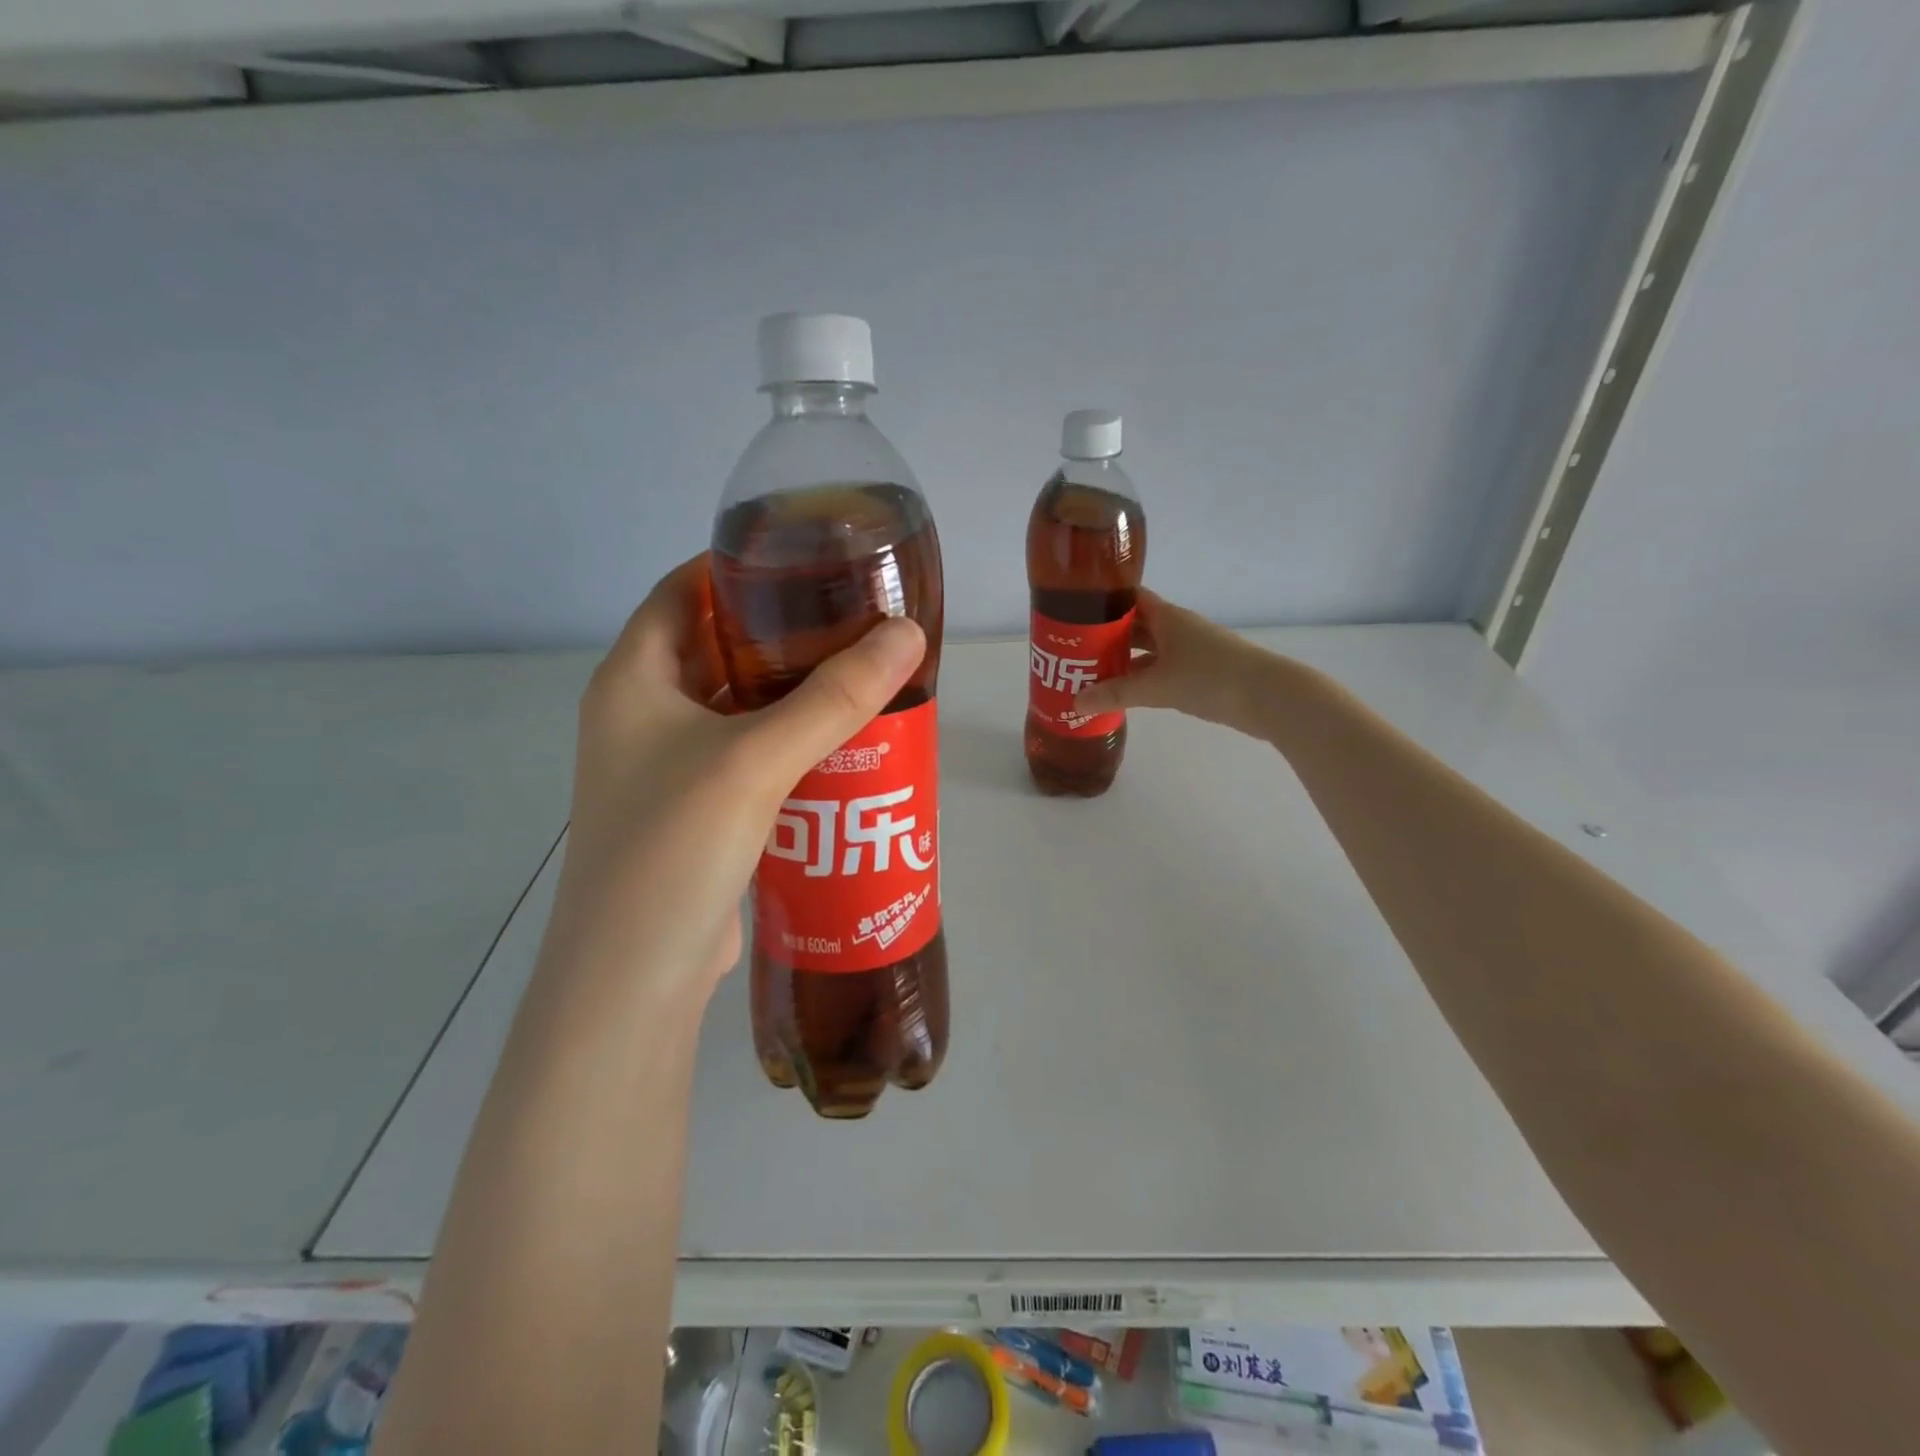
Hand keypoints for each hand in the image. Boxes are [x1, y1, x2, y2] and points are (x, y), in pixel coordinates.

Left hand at [548, 554, 925, 1003]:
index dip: (738, 567)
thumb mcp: (754, 761)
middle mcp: (642, 716)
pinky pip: (748, 755)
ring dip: (791, 691)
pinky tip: (843, 743)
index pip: (681, 592)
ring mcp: (666, 768)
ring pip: (737, 706)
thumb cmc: (673, 849)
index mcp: (632, 681)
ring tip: (860, 672)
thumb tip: (908, 635)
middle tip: (851, 617)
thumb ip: (833, 698)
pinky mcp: (697, 811)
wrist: (636, 978)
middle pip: (716, 648)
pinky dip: (790, 741)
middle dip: (781, 631)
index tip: (808, 558)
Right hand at [1076, 588, 1274, 732]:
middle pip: (1135, 625)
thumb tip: (1075, 703)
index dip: (1102, 601)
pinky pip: (1161, 669)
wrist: (1269, 697)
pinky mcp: (1199, 673)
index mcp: (1167, 616)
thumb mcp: (1157, 687)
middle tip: (1072, 649)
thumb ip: (1115, 694)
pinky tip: (1125, 692)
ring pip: (1148, 649)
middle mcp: (1177, 628)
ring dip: (1123, 660)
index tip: (1073, 611)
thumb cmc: (1210, 678)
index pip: (1128, 597)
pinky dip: (1142, 677)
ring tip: (1090, 672)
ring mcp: (1190, 650)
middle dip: (1106, 636)